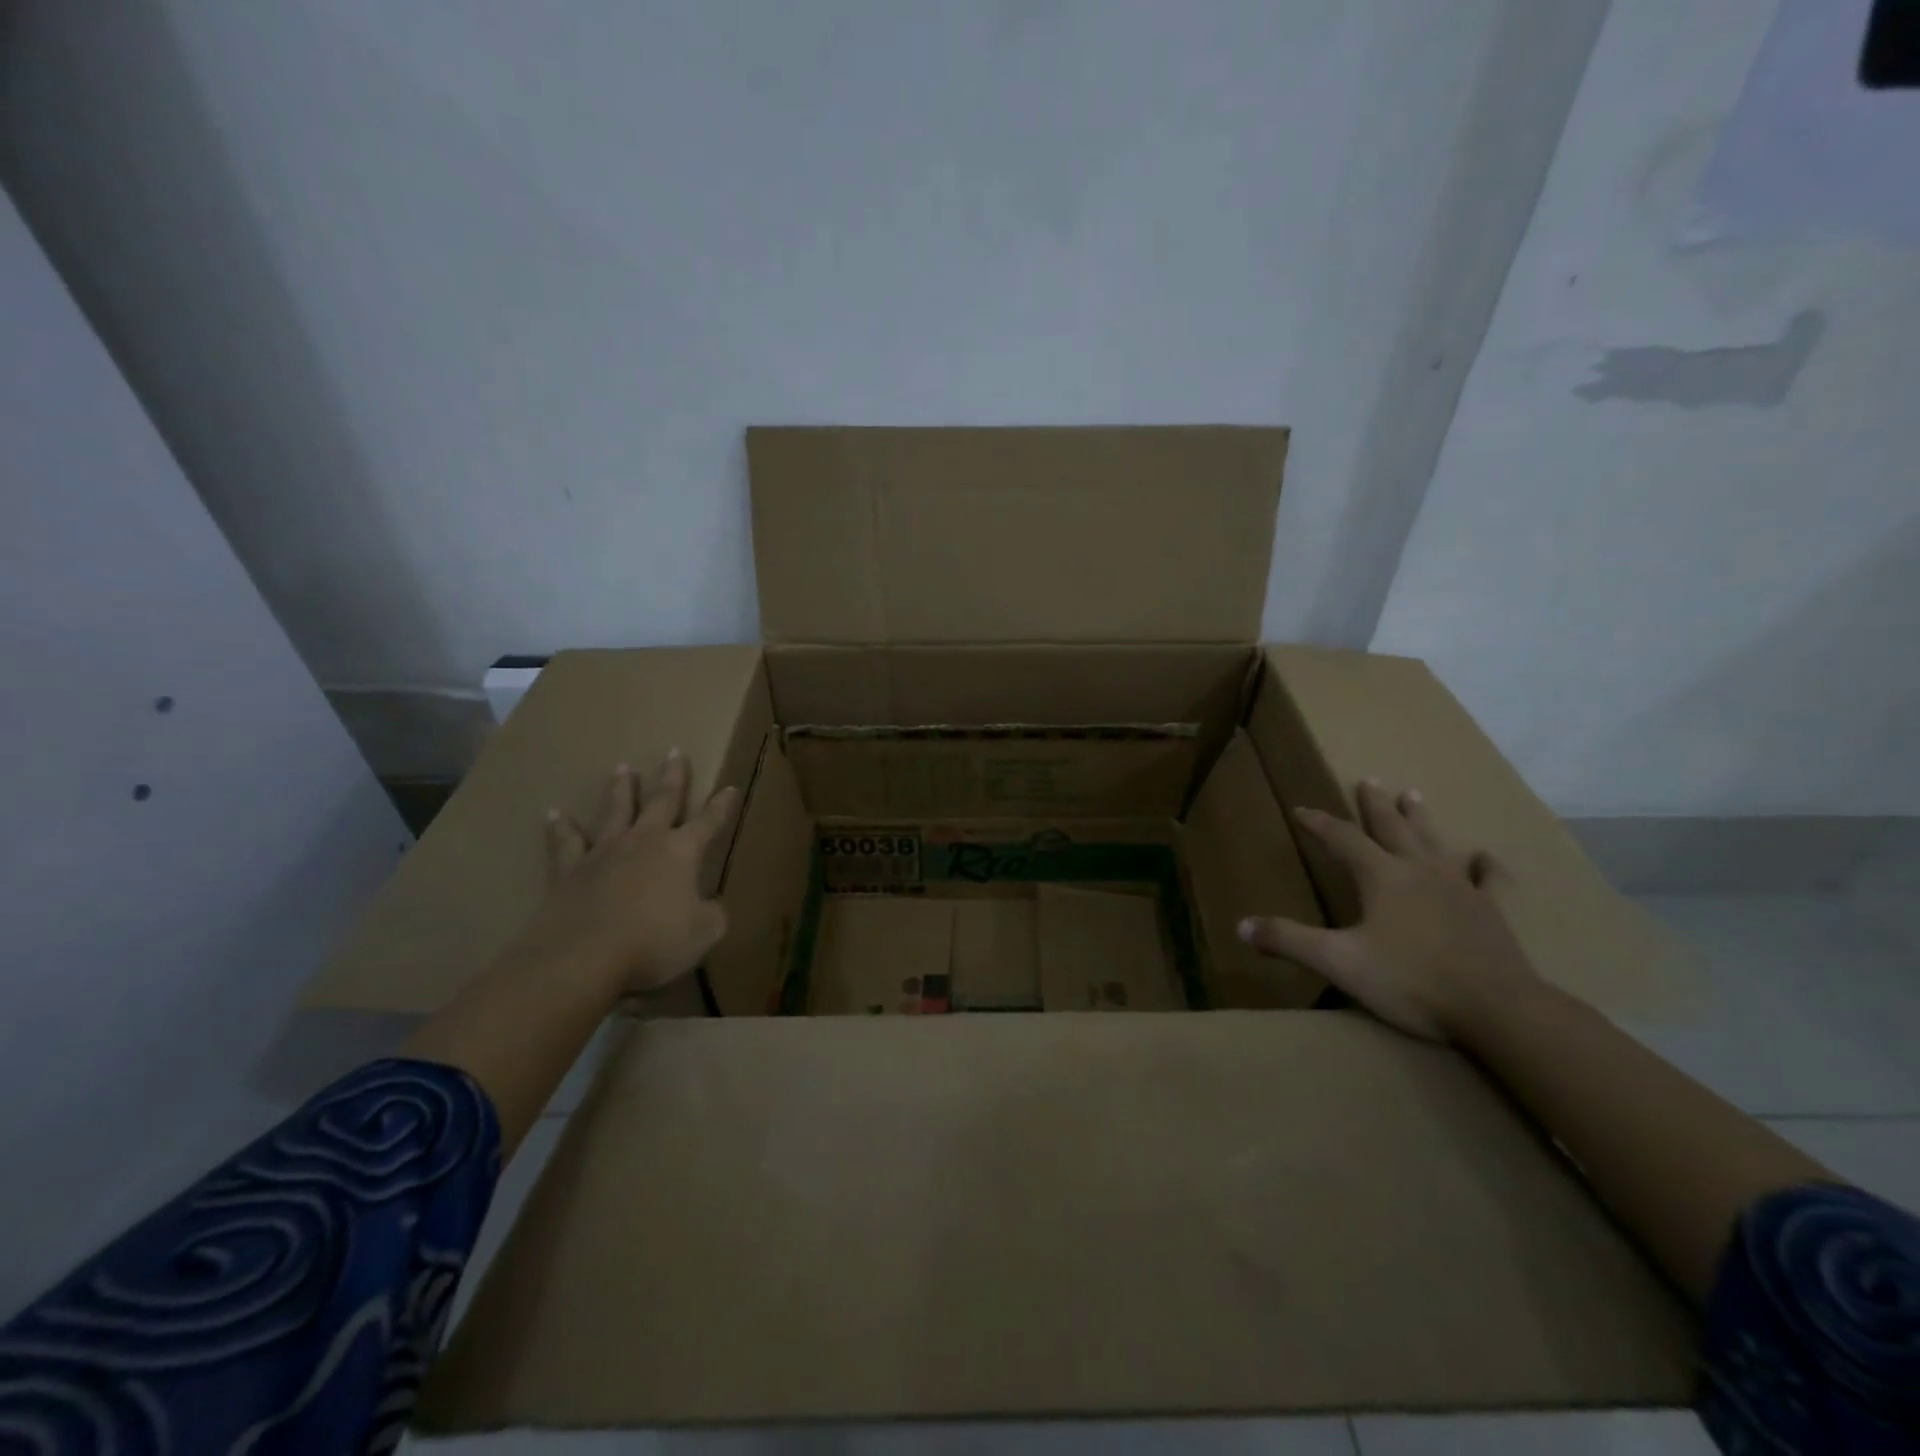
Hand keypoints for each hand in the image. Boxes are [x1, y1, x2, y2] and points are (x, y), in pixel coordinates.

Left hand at [523, 753, 740, 994]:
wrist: (583, 958)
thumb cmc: (653, 943)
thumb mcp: (704, 934)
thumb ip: (711, 915)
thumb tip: (710, 907)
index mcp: (682, 852)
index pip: (709, 822)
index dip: (722, 806)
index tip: (730, 787)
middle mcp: (644, 841)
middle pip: (661, 800)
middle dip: (672, 776)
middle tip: (675, 751)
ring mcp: (604, 852)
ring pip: (615, 810)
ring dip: (621, 789)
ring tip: (623, 768)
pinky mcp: (568, 870)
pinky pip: (565, 843)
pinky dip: (560, 827)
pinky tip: (553, 814)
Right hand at [1237, 780, 1539, 1041]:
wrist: (1497, 1008)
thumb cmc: (1411, 980)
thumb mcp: (1338, 962)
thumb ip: (1290, 941)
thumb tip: (1241, 926)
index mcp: (1381, 877)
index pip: (1342, 839)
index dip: (1319, 823)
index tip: (1301, 809)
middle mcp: (1418, 871)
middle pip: (1392, 829)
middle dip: (1375, 805)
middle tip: (1368, 780)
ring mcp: (1459, 888)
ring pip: (1434, 842)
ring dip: (1420, 818)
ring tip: (1412, 794)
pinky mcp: (1490, 911)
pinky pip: (1488, 880)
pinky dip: (1485, 866)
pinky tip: (1483, 856)